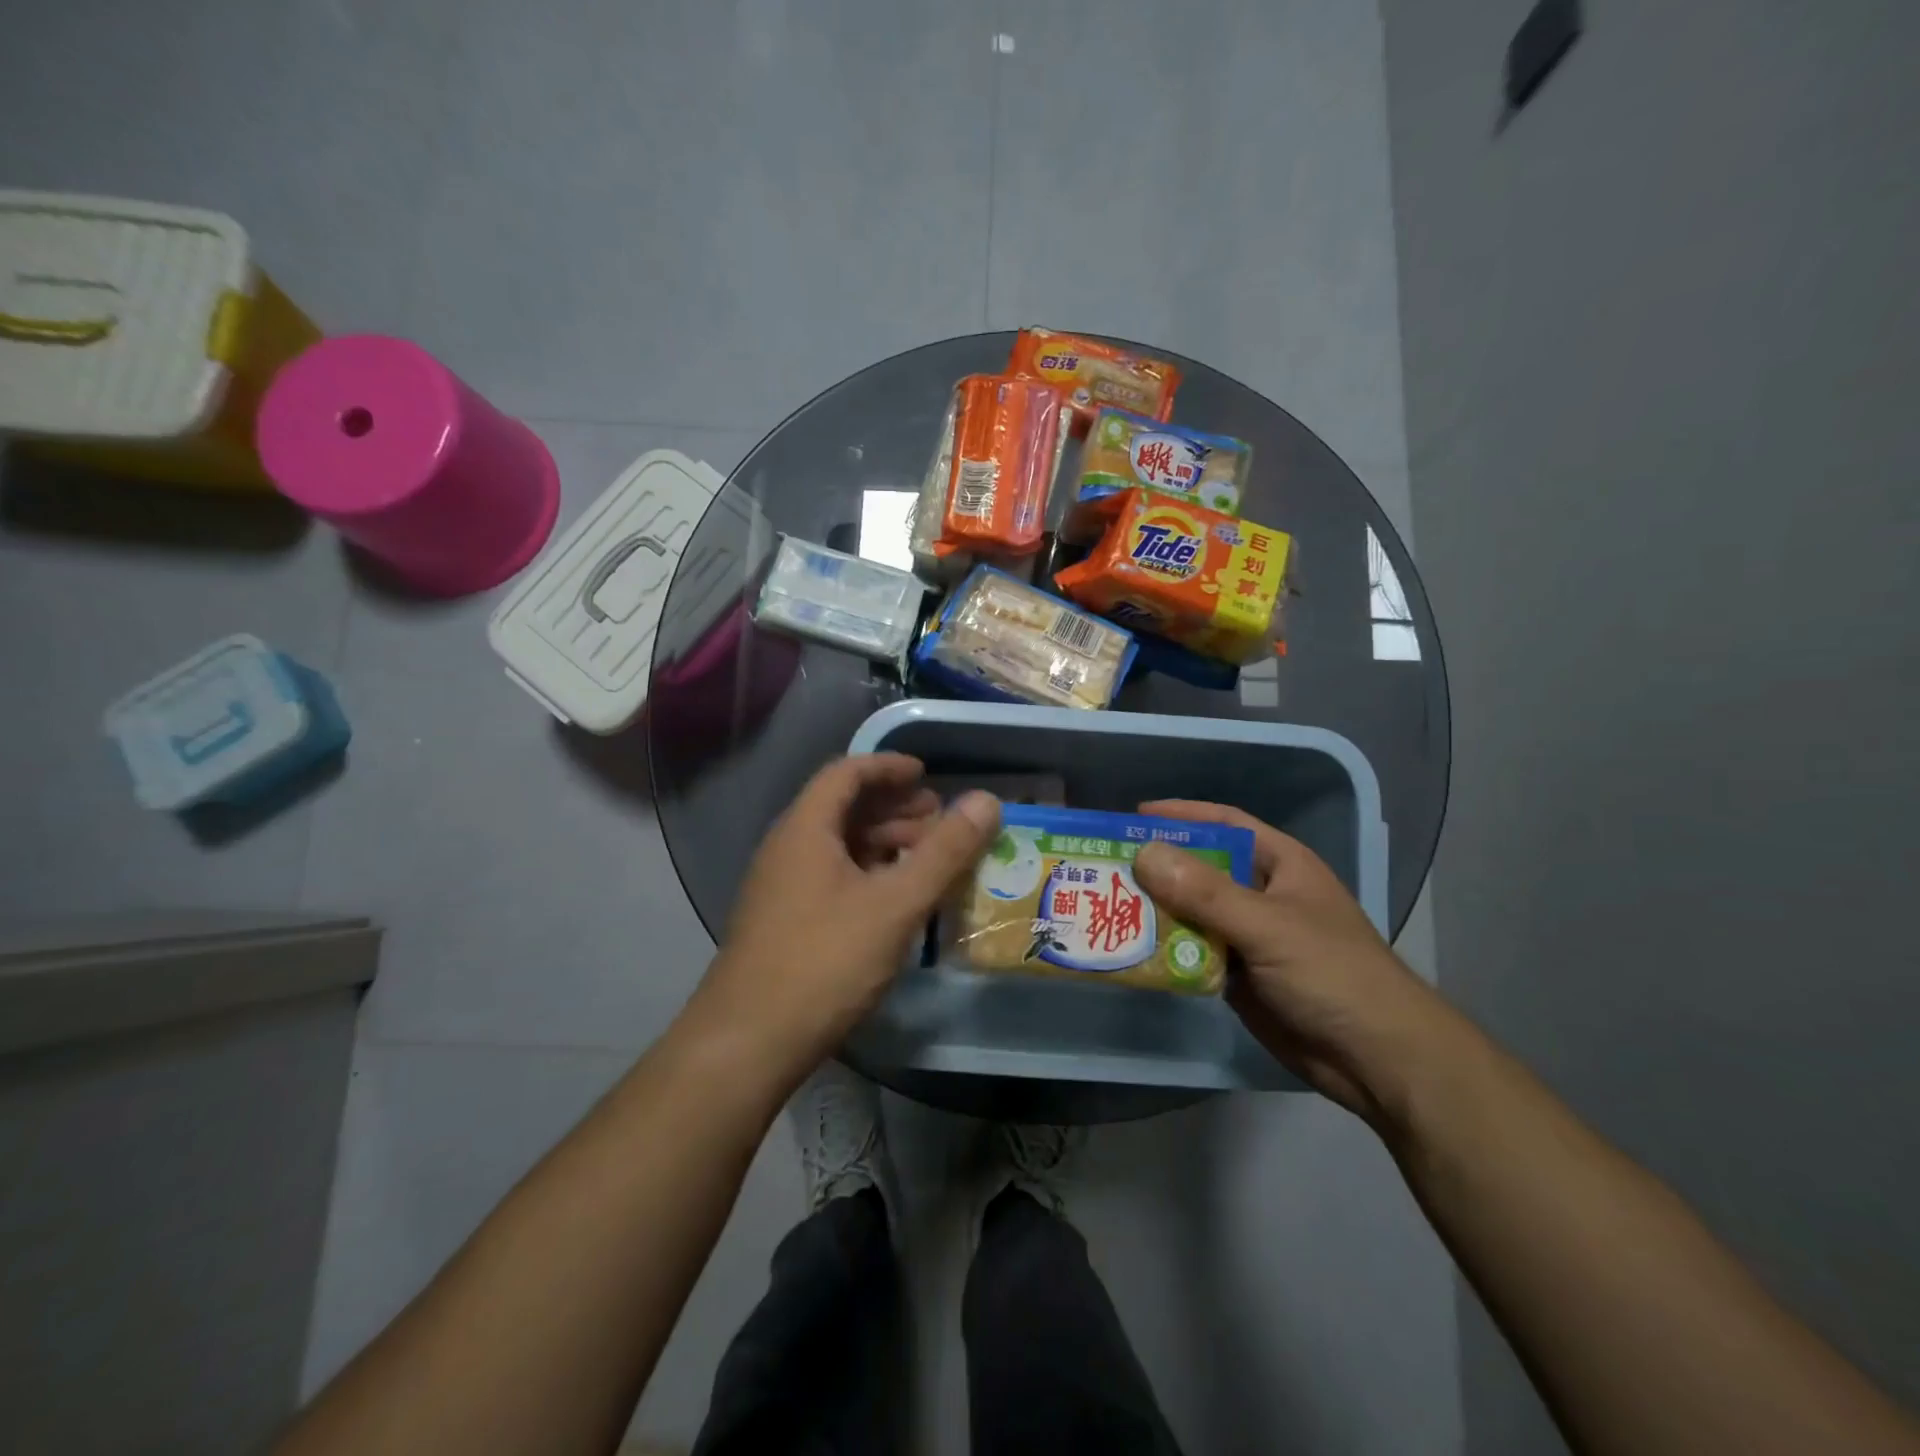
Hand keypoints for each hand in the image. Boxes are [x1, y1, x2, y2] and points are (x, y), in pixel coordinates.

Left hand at [696, 754, 1000, 1077]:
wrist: (747, 1044)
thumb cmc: (824, 961)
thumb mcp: (895, 904)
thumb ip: (944, 852)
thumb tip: (986, 800)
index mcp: (805, 829)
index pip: (846, 773)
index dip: (888, 767)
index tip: (927, 775)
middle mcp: (787, 849)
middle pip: (843, 808)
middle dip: (894, 808)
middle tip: (940, 820)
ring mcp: (782, 888)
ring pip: (838, 846)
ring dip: (884, 842)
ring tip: (928, 858)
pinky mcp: (784, 922)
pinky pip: (832, 877)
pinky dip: (869, 874)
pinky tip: (896, 899)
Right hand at [1133, 801, 1457, 1126]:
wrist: (1377, 1061)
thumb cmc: (1333, 975)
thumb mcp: (1268, 926)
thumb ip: (1205, 893)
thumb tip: (1143, 854)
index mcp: (1280, 865)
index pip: (1225, 824)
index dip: (1183, 815)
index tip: (1133, 817)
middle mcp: (1261, 894)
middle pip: (1200, 869)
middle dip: (1157, 866)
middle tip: (1105, 866)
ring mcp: (1250, 937)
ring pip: (1192, 913)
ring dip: (1155, 911)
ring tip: (1106, 906)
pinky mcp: (1239, 977)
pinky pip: (1193, 953)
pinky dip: (1165, 951)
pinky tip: (1131, 950)